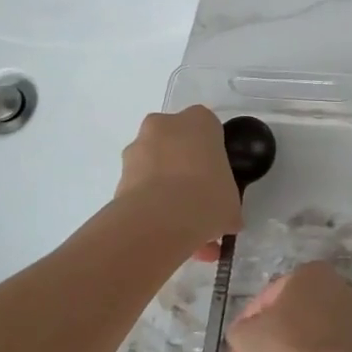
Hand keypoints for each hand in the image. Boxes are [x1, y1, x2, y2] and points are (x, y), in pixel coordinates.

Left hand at [116, 106, 242, 259]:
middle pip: (176, 143)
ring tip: (178, 223)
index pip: (208, 129)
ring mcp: (137, 148)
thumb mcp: (232, 201)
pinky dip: (149, 204)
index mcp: (199, 121)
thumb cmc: (207, 198)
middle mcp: (164, 125)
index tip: (216, 178)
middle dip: (184, 167)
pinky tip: (162, 230)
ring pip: (155, 165)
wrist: (159, 221)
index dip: (212, 155)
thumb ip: (227, 200)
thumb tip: (224, 216)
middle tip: (197, 199)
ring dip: (164, 187)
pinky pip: (140, 187)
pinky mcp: (118, 175)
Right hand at [225, 262, 351, 351]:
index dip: (247, 319)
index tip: (235, 340)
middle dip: (257, 347)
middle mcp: (334, 294)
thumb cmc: (286, 343)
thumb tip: (245, 335)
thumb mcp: (246, 333)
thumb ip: (240, 330)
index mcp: (312, 275)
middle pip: (286, 322)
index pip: (271, 294)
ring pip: (298, 346)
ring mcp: (346, 328)